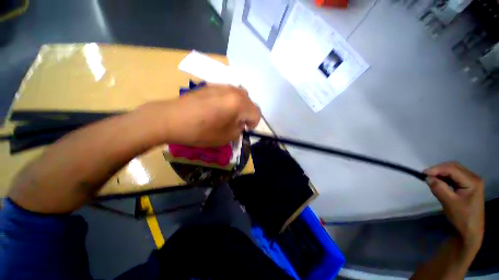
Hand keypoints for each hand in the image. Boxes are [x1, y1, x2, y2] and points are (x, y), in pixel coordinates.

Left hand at [138, 84, 260, 146]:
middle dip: (246, 114)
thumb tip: (240, 124)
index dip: (253, 124)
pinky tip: (216, 109)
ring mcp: (221, 86)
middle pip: (249, 102)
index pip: (257, 113)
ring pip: (239, 96)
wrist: (171, 119)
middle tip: (236, 123)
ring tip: (227, 115)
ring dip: (238, 107)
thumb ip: (239, 130)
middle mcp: (233, 91)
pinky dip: (228, 101)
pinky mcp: (210, 85)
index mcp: (239, 104)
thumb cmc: (201, 131)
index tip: (244, 130)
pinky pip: (227, 93)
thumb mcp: (226, 137)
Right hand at [425, 162, 484, 248]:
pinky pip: (454, 176)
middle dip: (438, 170)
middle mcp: (474, 178)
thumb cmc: (462, 218)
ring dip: (441, 173)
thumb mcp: (449, 203)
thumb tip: (427, 177)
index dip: (437, 169)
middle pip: (454, 167)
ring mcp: (472, 181)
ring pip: (453, 170)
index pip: (452, 169)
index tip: (422, 173)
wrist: (470, 231)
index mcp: (473, 181)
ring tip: (431, 179)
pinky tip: (439, 182)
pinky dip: (444, 177)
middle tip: (426, 176)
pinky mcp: (468, 185)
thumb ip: (439, 188)